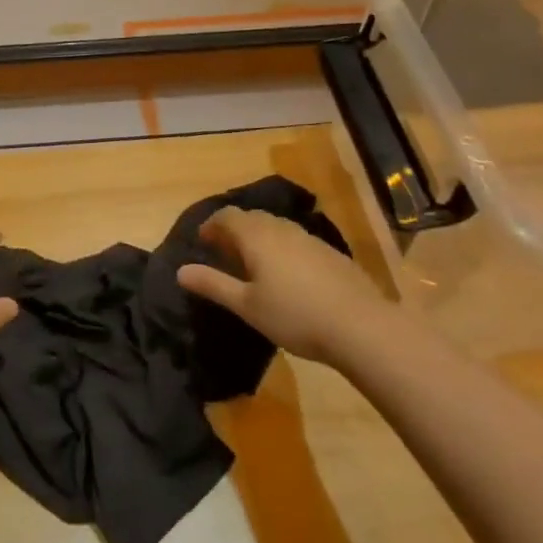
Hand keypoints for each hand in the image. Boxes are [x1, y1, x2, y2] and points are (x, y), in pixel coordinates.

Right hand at [177, 207, 383, 364]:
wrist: (361, 326)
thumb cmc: (294, 315)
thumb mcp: (247, 306)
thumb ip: (213, 285)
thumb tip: (181, 271)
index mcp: (257, 236)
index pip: (227, 216)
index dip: (211, 225)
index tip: (202, 241)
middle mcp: (282, 228)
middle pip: (252, 218)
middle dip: (235, 230)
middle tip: (224, 253)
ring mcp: (309, 238)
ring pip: (276, 227)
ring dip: (260, 238)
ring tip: (254, 265)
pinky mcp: (330, 253)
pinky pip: (296, 241)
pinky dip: (282, 249)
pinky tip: (288, 277)